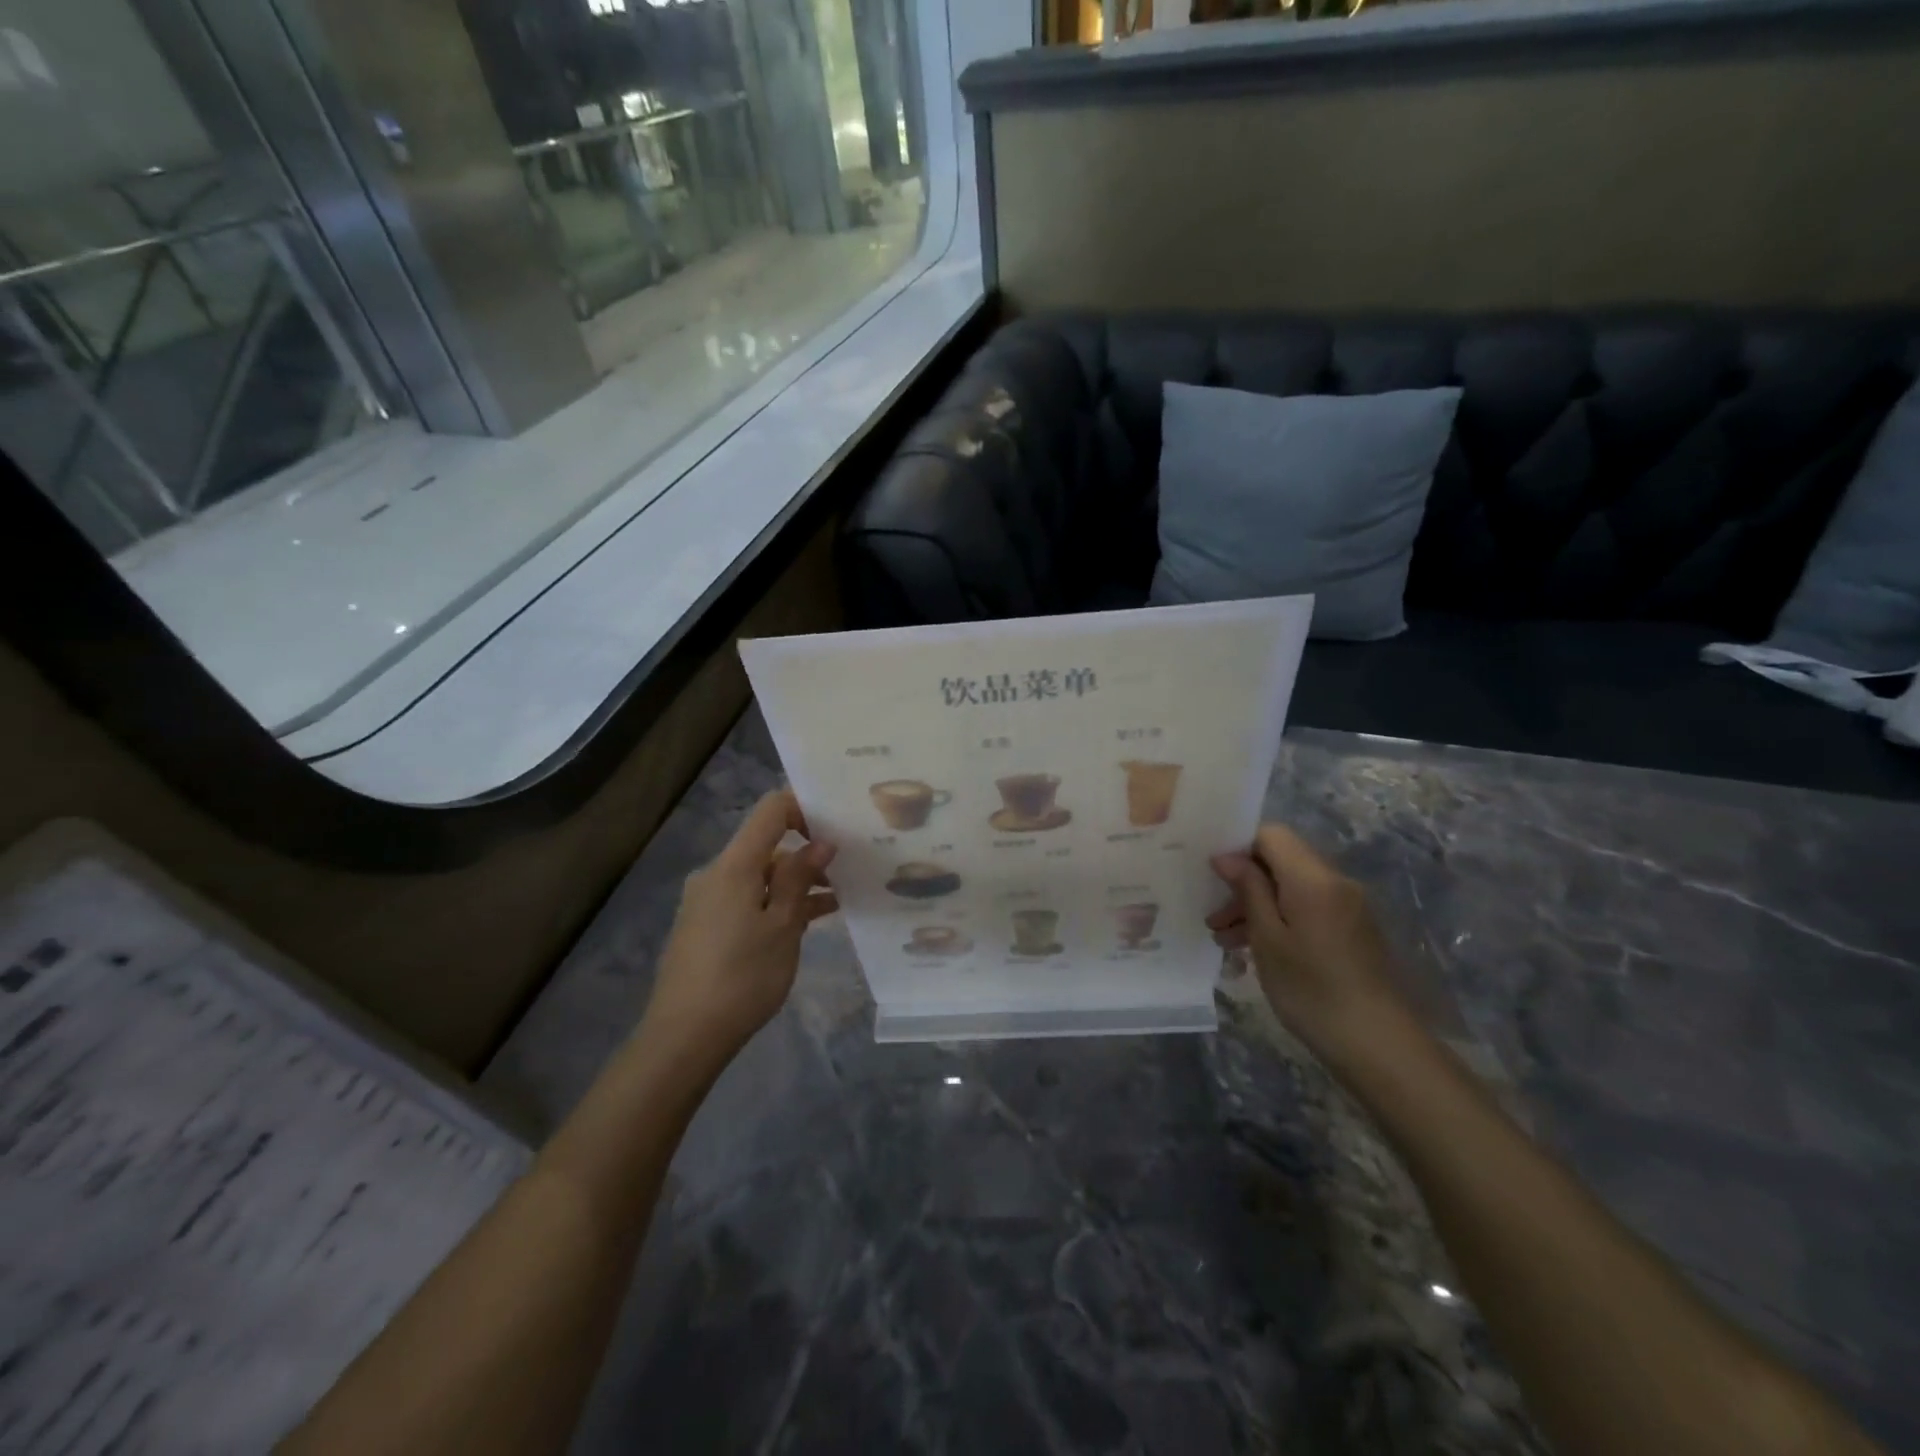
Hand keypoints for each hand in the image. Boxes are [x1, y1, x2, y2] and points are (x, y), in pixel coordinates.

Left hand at [640, 790, 836, 1072]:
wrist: (684, 1037)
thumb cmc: (742, 977)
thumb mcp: (783, 926)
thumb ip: (800, 879)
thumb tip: (821, 842)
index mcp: (734, 865)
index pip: (771, 811)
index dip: (805, 808)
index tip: (839, 825)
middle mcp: (716, 874)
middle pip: (766, 845)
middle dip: (807, 853)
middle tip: (849, 867)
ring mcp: (708, 902)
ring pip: (760, 876)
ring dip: (796, 883)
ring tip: (839, 897)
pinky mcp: (706, 927)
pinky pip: (748, 900)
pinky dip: (776, 904)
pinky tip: (808, 921)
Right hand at [1208, 824, 1402, 1054]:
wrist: (1378, 1043)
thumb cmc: (1311, 988)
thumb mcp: (1268, 938)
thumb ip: (1248, 889)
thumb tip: (1226, 856)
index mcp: (1313, 878)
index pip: (1271, 834)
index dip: (1238, 847)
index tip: (1212, 876)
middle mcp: (1334, 882)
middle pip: (1280, 861)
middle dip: (1243, 882)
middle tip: (1213, 917)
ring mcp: (1346, 906)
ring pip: (1290, 887)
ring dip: (1257, 905)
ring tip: (1225, 939)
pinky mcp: (1350, 930)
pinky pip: (1306, 908)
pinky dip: (1279, 919)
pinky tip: (1255, 949)